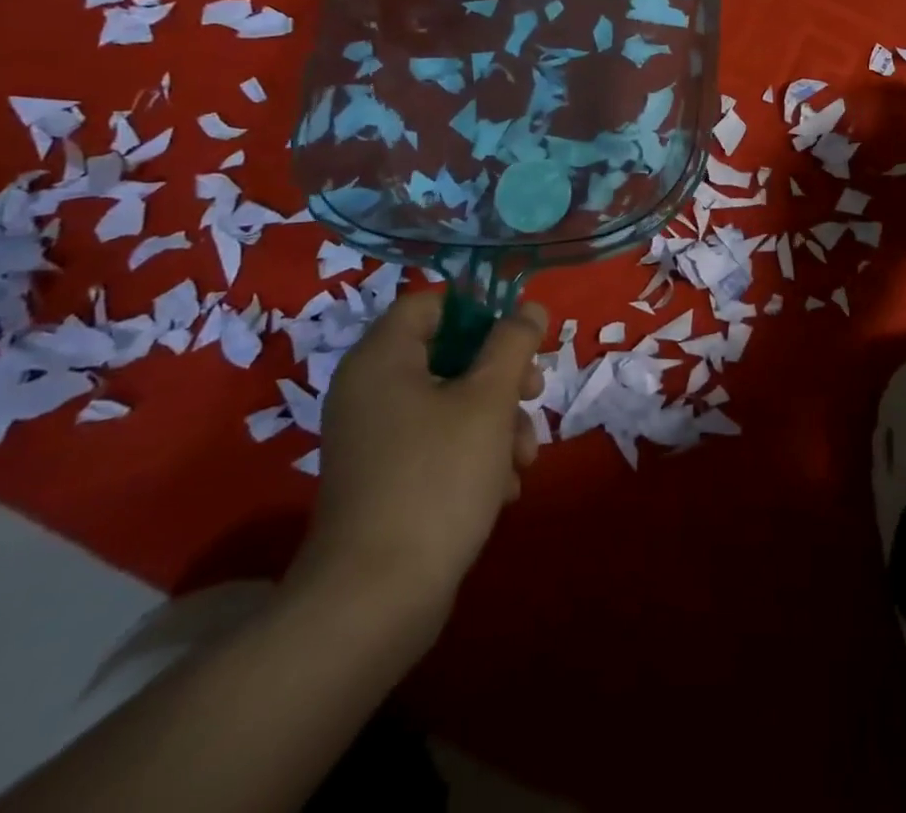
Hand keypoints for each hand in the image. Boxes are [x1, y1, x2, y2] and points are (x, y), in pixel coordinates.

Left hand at [289, 293, 546, 644]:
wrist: (375, 601)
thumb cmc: (437, 478)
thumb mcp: (488, 400)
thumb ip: (513, 343)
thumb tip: (528, 308)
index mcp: (382, 359)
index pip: (432, 304)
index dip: (480, 312)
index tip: (518, 340)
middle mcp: (370, 391)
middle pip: (449, 354)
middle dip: (501, 376)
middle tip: (534, 394)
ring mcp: (375, 439)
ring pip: (451, 403)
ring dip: (497, 421)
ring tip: (523, 459)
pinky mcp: (384, 479)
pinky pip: (436, 444)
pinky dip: (473, 455)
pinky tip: (502, 488)